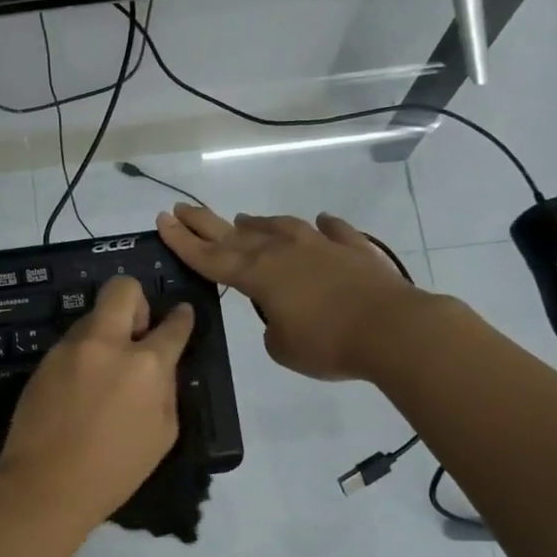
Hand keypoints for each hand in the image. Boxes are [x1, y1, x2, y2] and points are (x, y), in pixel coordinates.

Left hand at [0, 276, 194, 530]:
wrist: (46, 485)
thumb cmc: (115, 470)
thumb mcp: (163, 434)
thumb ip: (166, 389)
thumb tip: (160, 367)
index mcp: (146, 364)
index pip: (173, 325)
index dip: (181, 318)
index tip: (181, 316)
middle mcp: (107, 344)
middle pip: (123, 289)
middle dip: (136, 302)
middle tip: (136, 333)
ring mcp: (70, 349)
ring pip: (92, 316)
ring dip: (105, 333)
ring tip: (103, 373)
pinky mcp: (43, 360)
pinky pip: (71, 344)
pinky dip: (82, 355)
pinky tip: (79, 389)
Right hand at [157, 203, 418, 380]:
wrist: (393, 329)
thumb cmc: (328, 343)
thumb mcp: (283, 348)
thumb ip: (273, 328)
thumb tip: (282, 314)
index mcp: (258, 275)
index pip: (210, 257)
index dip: (183, 241)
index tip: (162, 220)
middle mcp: (283, 252)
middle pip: (235, 234)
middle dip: (205, 223)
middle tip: (182, 209)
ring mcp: (320, 246)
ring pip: (280, 227)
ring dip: (259, 224)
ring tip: (244, 220)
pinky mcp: (354, 249)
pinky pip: (333, 232)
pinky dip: (324, 227)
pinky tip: (321, 222)